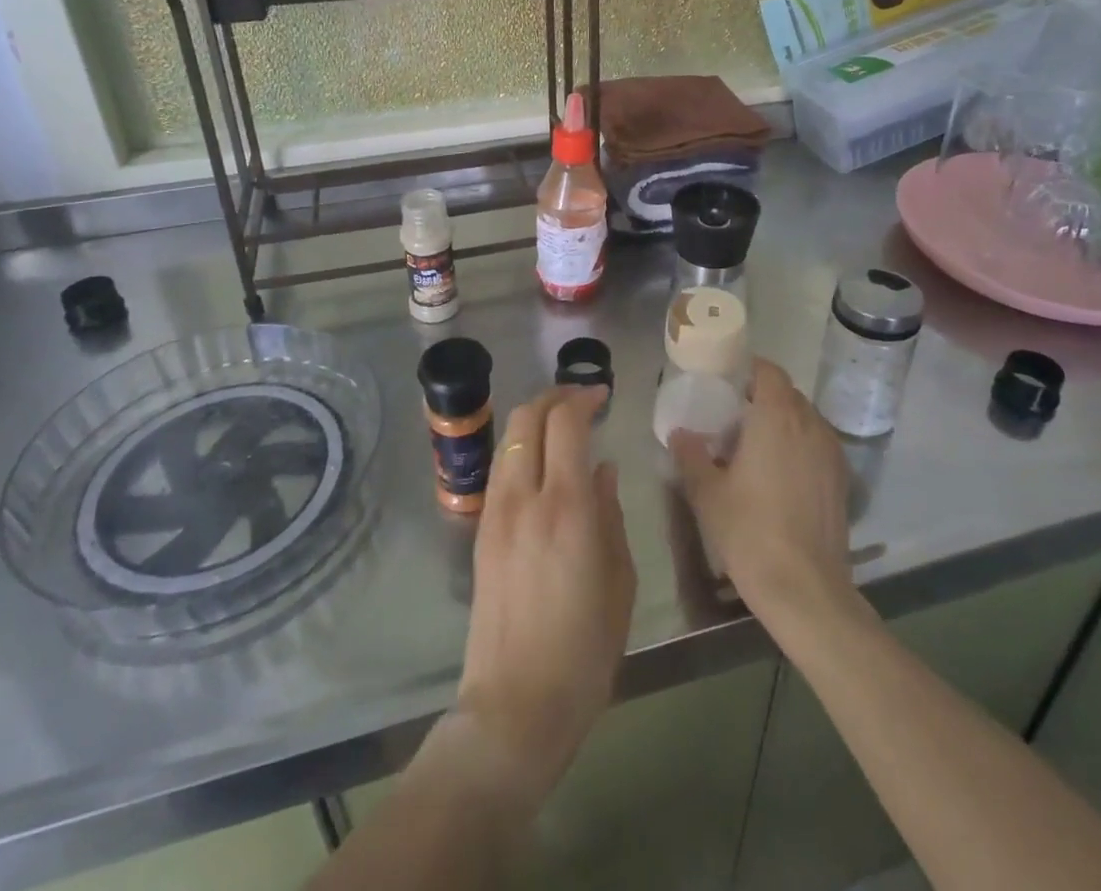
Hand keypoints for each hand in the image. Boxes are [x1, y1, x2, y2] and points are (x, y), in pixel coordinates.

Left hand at [454, 385, 635, 799]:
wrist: (516, 705)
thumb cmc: (585, 650)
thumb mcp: (619, 581)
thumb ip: (610, 515)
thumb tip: (602, 470)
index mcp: (565, 507)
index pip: (566, 422)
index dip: (583, 397)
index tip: (603, 395)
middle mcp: (524, 497)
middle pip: (527, 417)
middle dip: (555, 396)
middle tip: (582, 399)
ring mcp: (495, 512)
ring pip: (508, 438)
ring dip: (534, 419)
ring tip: (562, 427)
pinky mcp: (481, 531)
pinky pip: (500, 468)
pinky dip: (521, 448)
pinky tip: (542, 466)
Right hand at [670, 358, 853, 622]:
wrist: (805, 589)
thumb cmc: (750, 531)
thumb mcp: (707, 493)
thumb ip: (691, 456)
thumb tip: (680, 433)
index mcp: (776, 416)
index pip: (769, 371)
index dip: (748, 370)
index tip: (727, 383)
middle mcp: (809, 424)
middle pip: (787, 394)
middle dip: (762, 398)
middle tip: (733, 418)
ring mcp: (831, 452)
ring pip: (805, 420)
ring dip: (782, 423)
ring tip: (755, 448)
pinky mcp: (842, 480)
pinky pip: (817, 445)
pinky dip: (799, 447)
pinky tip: (779, 476)